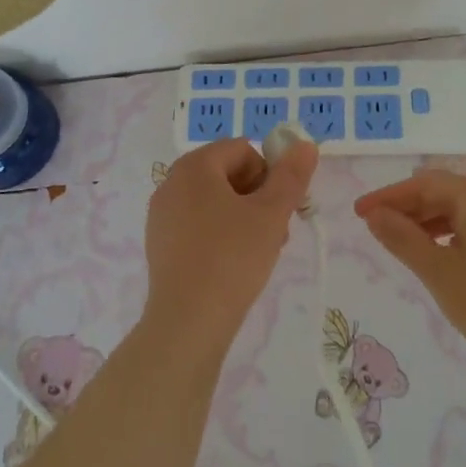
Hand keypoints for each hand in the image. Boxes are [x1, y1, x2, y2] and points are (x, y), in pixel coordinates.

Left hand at [144, 137, 318, 353]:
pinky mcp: (160, 243)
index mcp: (195, 166)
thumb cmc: (232, 258)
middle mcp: (172, 182)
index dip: (269, 175)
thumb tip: (305, 144)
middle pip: (228, 174)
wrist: (188, 322)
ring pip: (215, 201)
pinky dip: (220, 235)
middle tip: (275, 233)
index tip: (280, 209)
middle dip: (258, 198)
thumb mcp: (271, 214)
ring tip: (259, 252)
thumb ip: (291, 176)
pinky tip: (233, 265)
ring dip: (243, 217)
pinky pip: (197, 224)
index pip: (244, 150)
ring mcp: (162, 214)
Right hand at [355, 172, 465, 372]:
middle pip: (446, 193)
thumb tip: (375, 216)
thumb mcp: (437, 271)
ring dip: (430, 222)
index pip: (425, 183)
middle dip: (409, 208)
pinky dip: (454, 235)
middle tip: (377, 228)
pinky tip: (440, 257)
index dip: (389, 196)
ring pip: (465, 212)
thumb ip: (401, 238)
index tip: (360, 212)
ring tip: (403, 244)